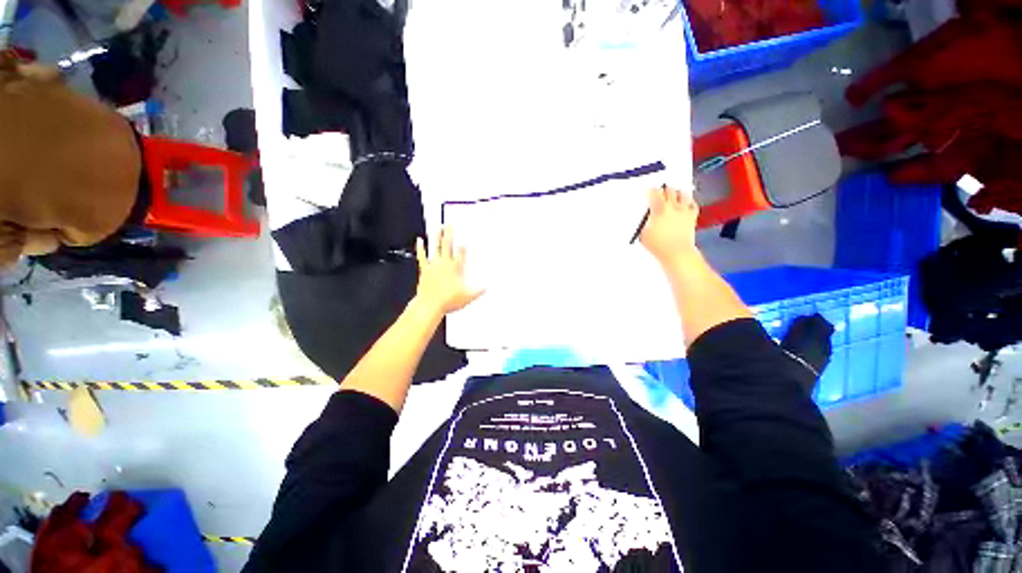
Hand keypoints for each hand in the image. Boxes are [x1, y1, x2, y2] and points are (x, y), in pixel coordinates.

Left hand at [414, 226, 484, 314]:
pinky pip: (422, 256)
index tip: (464, 240)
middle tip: (450, 225)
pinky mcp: (425, 269)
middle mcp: (445, 264)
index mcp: (456, 269)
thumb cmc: (448, 301)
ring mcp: (434, 265)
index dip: (463, 246)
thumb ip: (477, 291)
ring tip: (438, 228)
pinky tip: (419, 240)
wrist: (430, 305)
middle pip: (448, 245)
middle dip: (450, 234)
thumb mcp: (467, 297)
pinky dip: (420, 248)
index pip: (461, 253)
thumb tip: (486, 288)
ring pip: (436, 247)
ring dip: (436, 237)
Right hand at [639, 185, 700, 264]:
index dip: (651, 190)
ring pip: (683, 194)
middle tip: (660, 190)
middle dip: (664, 189)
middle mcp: (673, 207)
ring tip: (673, 193)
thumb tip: (644, 219)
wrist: (676, 253)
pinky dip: (689, 202)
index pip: (655, 193)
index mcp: (659, 209)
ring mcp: (684, 211)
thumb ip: (644, 223)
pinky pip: (693, 204)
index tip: (649, 190)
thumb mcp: (643, 233)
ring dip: (677, 192)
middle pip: (669, 190)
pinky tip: (686, 203)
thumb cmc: (659, 245)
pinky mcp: (692, 217)